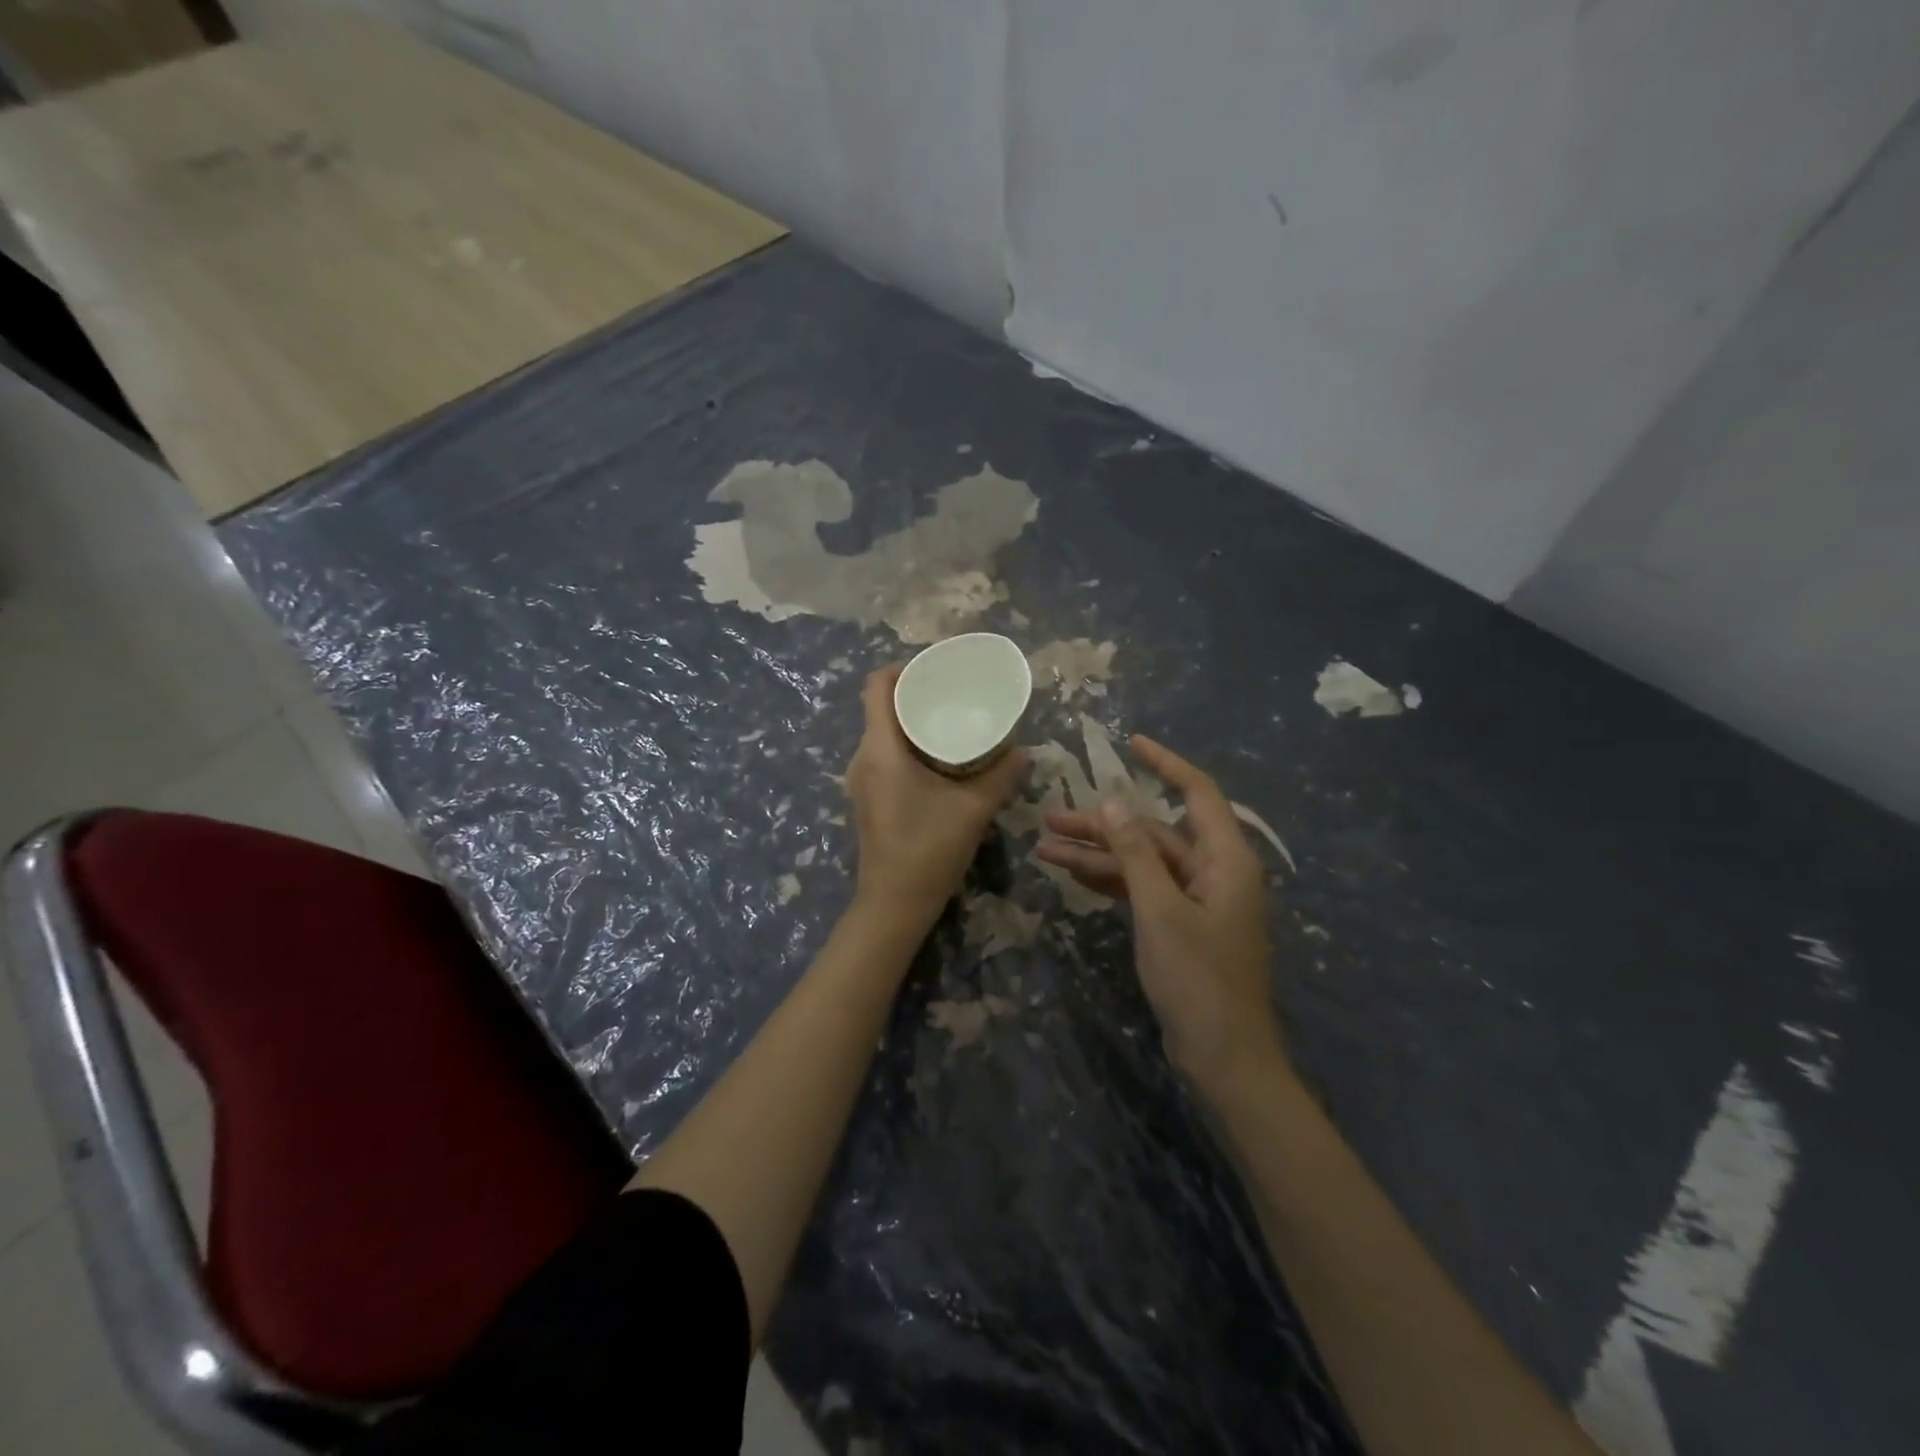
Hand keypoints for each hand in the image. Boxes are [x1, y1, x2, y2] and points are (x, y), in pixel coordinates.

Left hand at [845, 666, 1026, 932]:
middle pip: (879, 707)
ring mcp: (861, 780)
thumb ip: (1002, 774)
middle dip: (914, 694)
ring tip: (950, 722)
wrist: (894, 904)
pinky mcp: (867, 798)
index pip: (876, 686)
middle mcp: (862, 758)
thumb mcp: (974, 808)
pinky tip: (938, 758)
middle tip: (953, 694)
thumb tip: (1025, 750)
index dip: (903, 668)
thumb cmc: (929, 848)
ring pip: (882, 733)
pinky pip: (882, 756)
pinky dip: (906, 746)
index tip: (935, 669)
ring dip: (910, 723)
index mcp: (881, 749)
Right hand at [1036, 735, 1284, 1095]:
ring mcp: (1198, 900)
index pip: (1197, 792)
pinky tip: (1073, 875)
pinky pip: (1143, 890)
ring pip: (1143, 862)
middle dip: (1104, 825)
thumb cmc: (1198, 980)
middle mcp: (1215, 871)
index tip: (1130, 743)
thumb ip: (1136, 854)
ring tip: (1046, 847)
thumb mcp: (1161, 910)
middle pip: (1155, 832)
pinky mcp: (1182, 925)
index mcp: (1226, 859)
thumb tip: (1114, 802)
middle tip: (1051, 817)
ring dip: (1098, 855)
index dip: (1165, 763)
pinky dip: (1111, 881)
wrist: (1224, 1057)